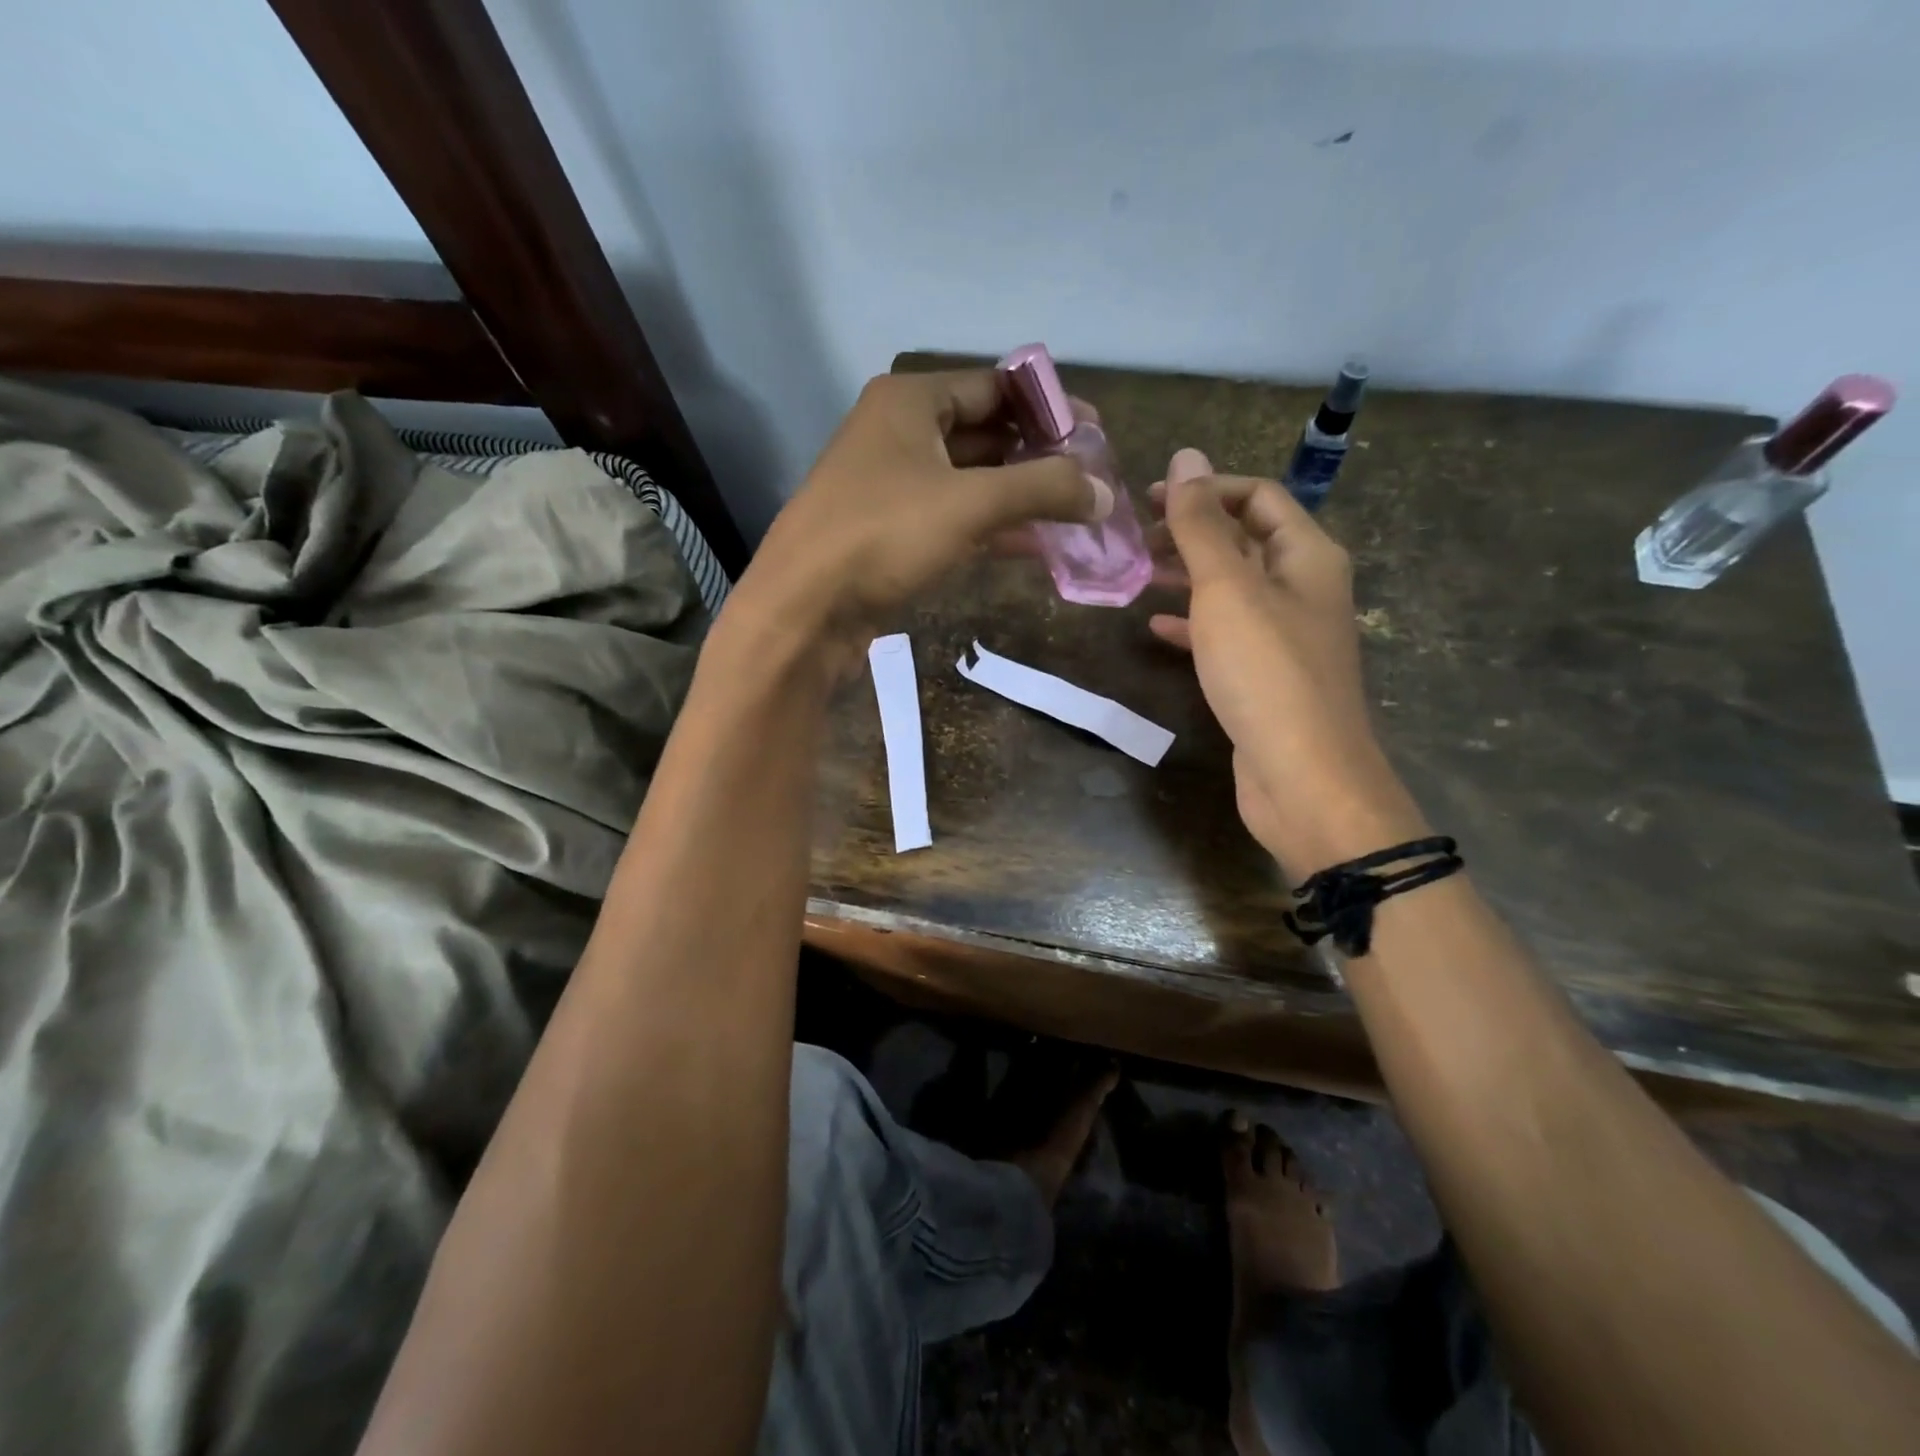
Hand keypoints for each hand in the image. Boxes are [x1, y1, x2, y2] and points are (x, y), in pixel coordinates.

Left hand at [735, 370, 1109, 653]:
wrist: (804, 608)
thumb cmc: (883, 534)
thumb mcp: (970, 504)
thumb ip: (1042, 490)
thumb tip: (1103, 493)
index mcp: (910, 401)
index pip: (995, 386)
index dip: (1048, 406)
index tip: (1094, 432)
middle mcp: (900, 433)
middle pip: (985, 433)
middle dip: (1038, 456)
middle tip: (1091, 478)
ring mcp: (893, 485)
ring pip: (971, 481)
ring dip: (1019, 496)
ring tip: (1075, 514)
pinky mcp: (892, 532)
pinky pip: (954, 518)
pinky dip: (992, 529)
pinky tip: (1035, 545)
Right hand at [1148, 449, 1427, 876]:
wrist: (1303, 777)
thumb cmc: (1266, 672)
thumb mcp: (1227, 589)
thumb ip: (1202, 525)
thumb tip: (1186, 456)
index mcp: (1307, 555)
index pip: (1258, 497)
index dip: (1206, 489)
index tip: (1149, 500)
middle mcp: (1304, 588)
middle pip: (1245, 540)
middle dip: (1191, 532)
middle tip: (1135, 537)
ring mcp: (1286, 635)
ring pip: (1232, 588)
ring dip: (1187, 576)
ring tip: (1137, 575)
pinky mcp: (1266, 675)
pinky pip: (1226, 633)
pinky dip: (1192, 623)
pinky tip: (1156, 627)